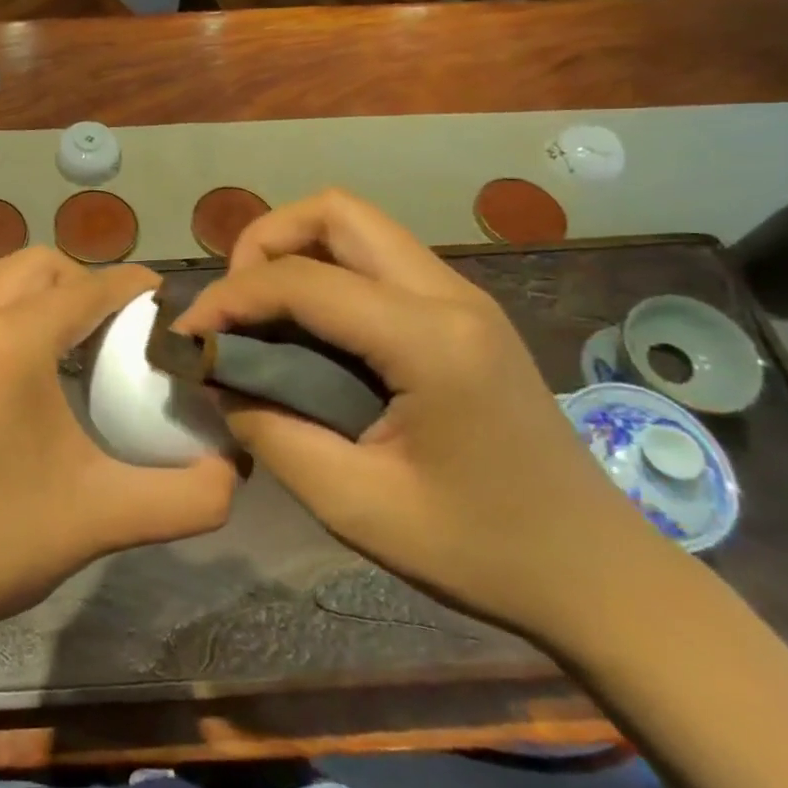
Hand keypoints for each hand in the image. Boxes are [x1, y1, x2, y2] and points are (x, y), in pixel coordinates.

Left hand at [0, 249, 237, 640]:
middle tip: (119, 329)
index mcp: (11, 343)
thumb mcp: (106, 517)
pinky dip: (8, 310)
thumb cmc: (0, 544)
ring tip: (76, 341)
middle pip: (41, 265)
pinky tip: (27, 366)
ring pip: (0, 277)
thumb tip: (232, 470)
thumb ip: (188, 496)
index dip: (134, 288)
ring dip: (44, 292)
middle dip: (86, 282)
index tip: (166, 304)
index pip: (88, 288)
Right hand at [177, 189, 661, 644]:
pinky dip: (324, 272)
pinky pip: (375, 258)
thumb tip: (216, 379)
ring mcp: (461, 296)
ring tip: (259, 313)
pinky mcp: (461, 311)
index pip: (302, 280)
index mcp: (430, 340)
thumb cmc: (481, 551)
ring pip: (356, 226)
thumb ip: (271, 432)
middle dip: (264, 242)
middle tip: (233, 306)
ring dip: (293, 251)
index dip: (229, 298)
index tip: (188, 337)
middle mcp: (448, 294)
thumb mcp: (355, 505)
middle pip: (335, 212)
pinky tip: (305, 329)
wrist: (599, 576)